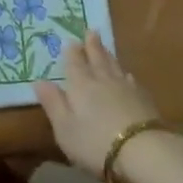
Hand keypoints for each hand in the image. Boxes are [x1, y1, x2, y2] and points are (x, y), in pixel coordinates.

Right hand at [31, 31, 157, 177]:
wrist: (143, 152)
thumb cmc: (95, 142)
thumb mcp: (64, 128)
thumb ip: (53, 103)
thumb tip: (39, 81)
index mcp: (81, 85)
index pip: (75, 64)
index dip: (72, 52)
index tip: (71, 40)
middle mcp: (103, 80)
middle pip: (97, 58)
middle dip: (92, 45)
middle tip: (91, 31)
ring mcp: (126, 88)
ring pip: (114, 66)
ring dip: (108, 55)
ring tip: (105, 47)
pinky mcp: (144, 100)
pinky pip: (131, 80)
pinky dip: (126, 74)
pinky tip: (127, 75)